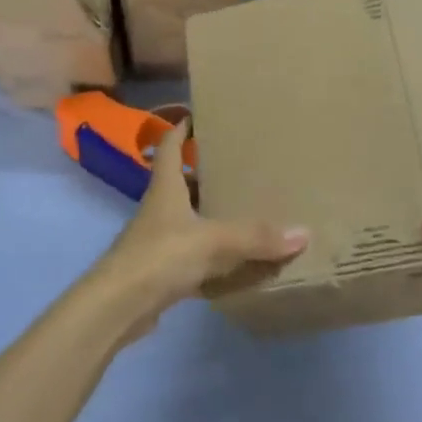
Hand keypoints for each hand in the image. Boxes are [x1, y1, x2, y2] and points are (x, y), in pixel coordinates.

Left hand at [82, 118, 307, 345]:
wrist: (118, 307)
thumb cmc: (160, 256)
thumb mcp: (213, 241)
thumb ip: (256, 236)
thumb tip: (303, 232)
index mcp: (166, 187)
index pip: (171, 146)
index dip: (183, 128)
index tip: (202, 115)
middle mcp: (159, 208)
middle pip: (181, 181)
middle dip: (206, 171)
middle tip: (240, 164)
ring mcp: (157, 240)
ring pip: (187, 217)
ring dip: (209, 211)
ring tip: (244, 206)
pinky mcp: (160, 270)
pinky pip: (191, 253)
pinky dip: (211, 252)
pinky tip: (234, 257)